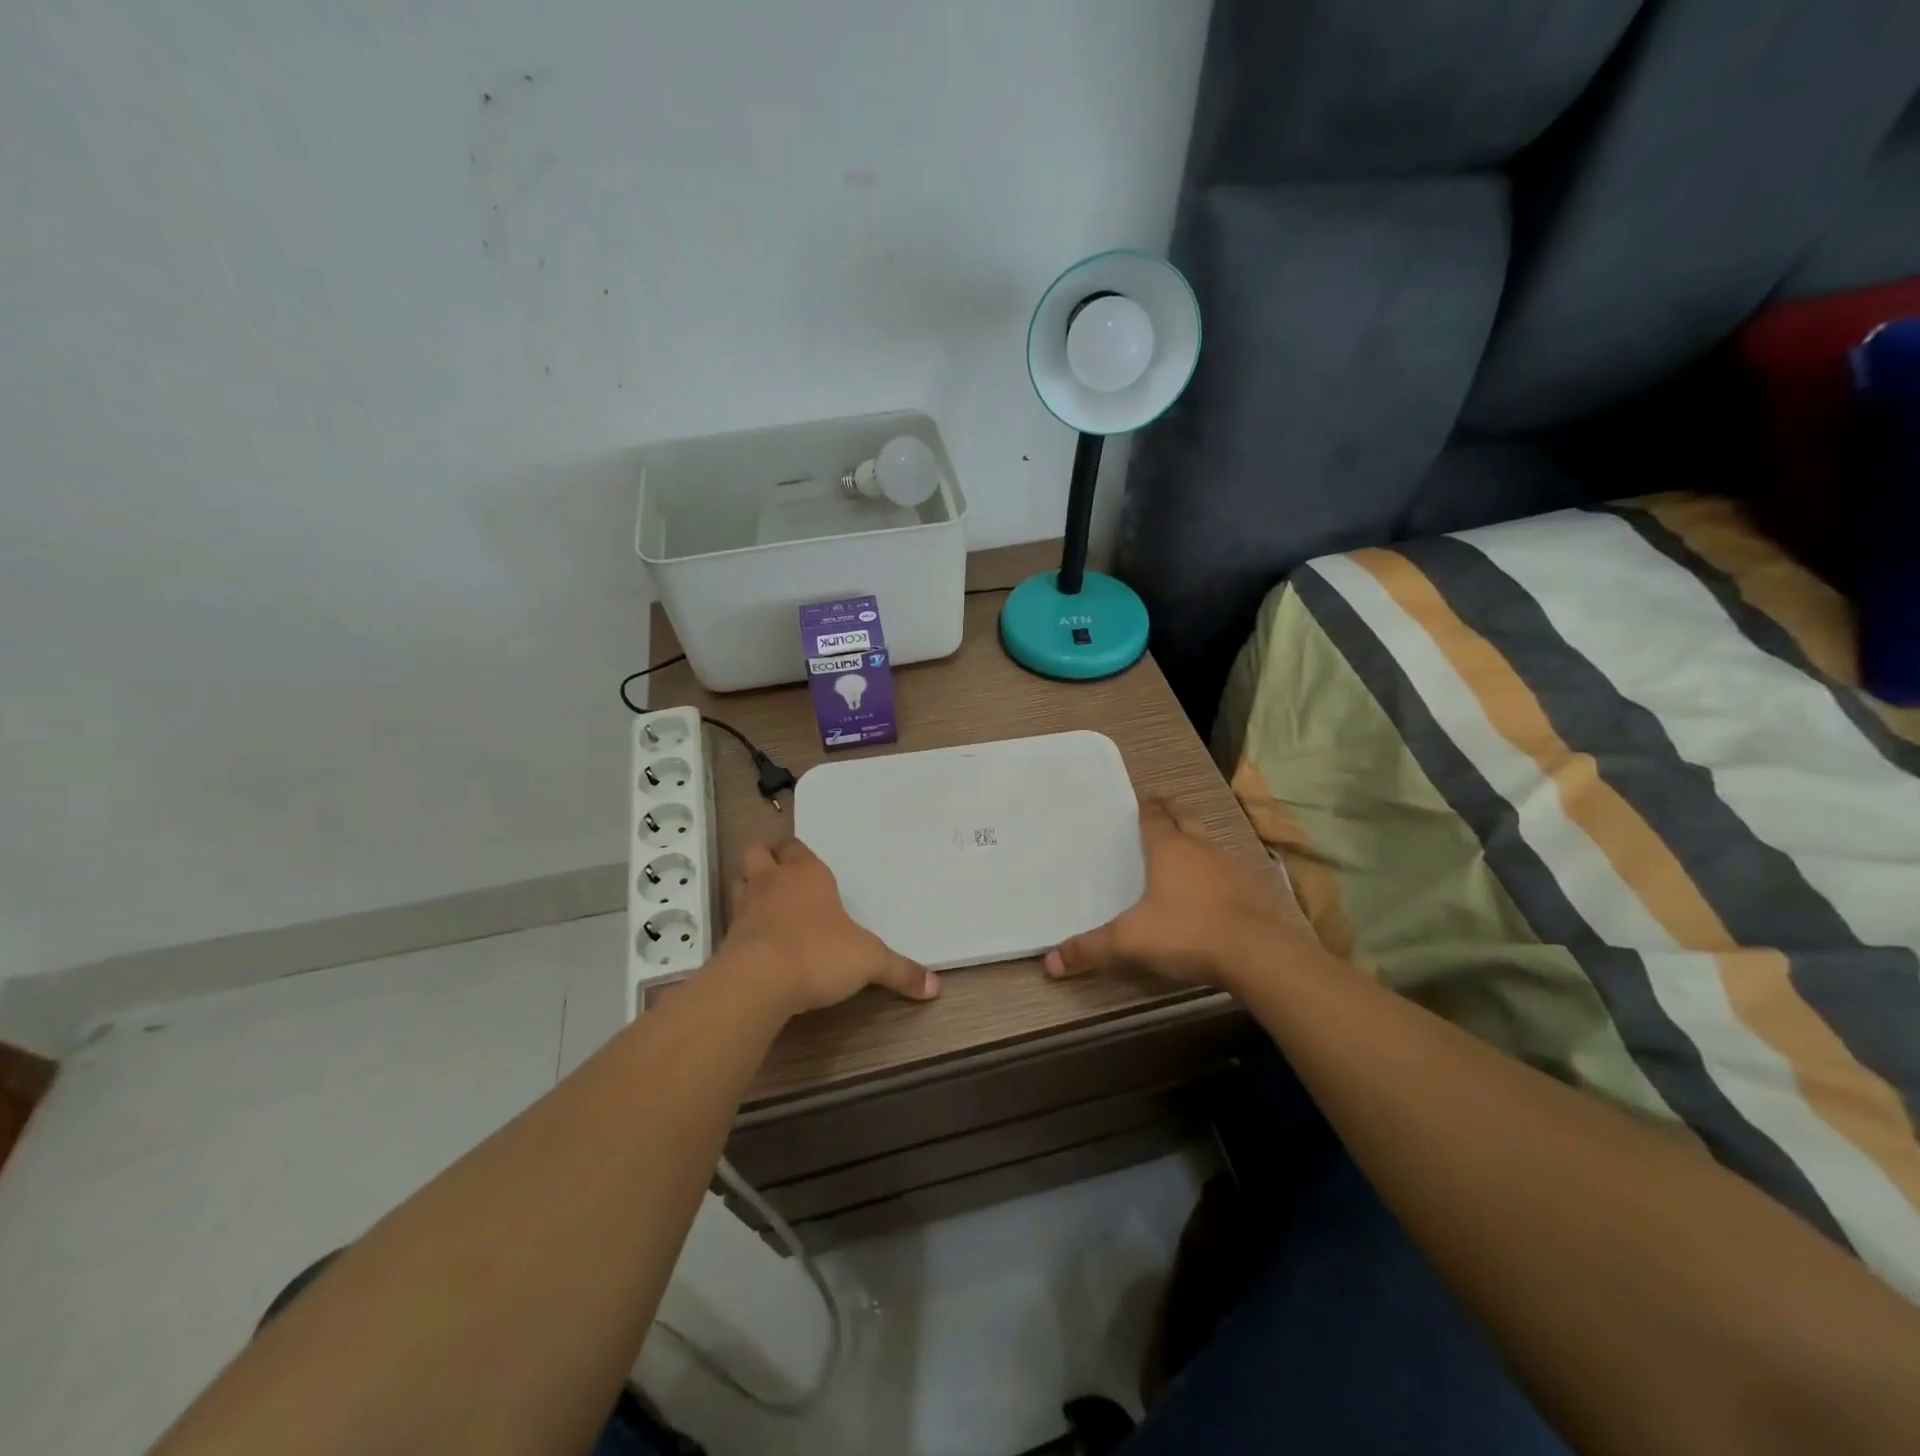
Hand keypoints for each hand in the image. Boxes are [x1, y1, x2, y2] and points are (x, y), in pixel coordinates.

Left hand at [718, 837, 938, 1017]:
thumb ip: (900, 971)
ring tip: (768, 907)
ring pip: (739, 881)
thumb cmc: (820, 953)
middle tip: (781, 876)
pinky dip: (744, 926)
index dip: (798, 853)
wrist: (760, 982)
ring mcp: (745, 908)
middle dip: (765, 858)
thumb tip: (935, 987)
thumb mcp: (870, 962)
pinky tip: (760, 944)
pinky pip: (734, 921)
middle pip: (756, 851)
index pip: (795, 846)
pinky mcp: (727, 939)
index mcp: (807, 874)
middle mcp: (772, 882)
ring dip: (750, 889)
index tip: (808, 865)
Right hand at [1044, 799, 1319, 992]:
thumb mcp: (1129, 942)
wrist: (1257, 954)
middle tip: (1160, 812)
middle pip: (1185, 818)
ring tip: (1183, 848)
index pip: (1155, 816)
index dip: (1146, 808)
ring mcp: (1231, 866)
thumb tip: (1049, 963)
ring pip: (1209, 841)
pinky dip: (1217, 869)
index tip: (1141, 802)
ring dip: (1196, 840)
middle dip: (1171, 813)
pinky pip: (1229, 868)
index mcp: (1169, 848)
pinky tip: (1213, 888)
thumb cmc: (1186, 933)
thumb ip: (1089, 949)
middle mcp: (1200, 848)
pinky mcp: (1253, 889)